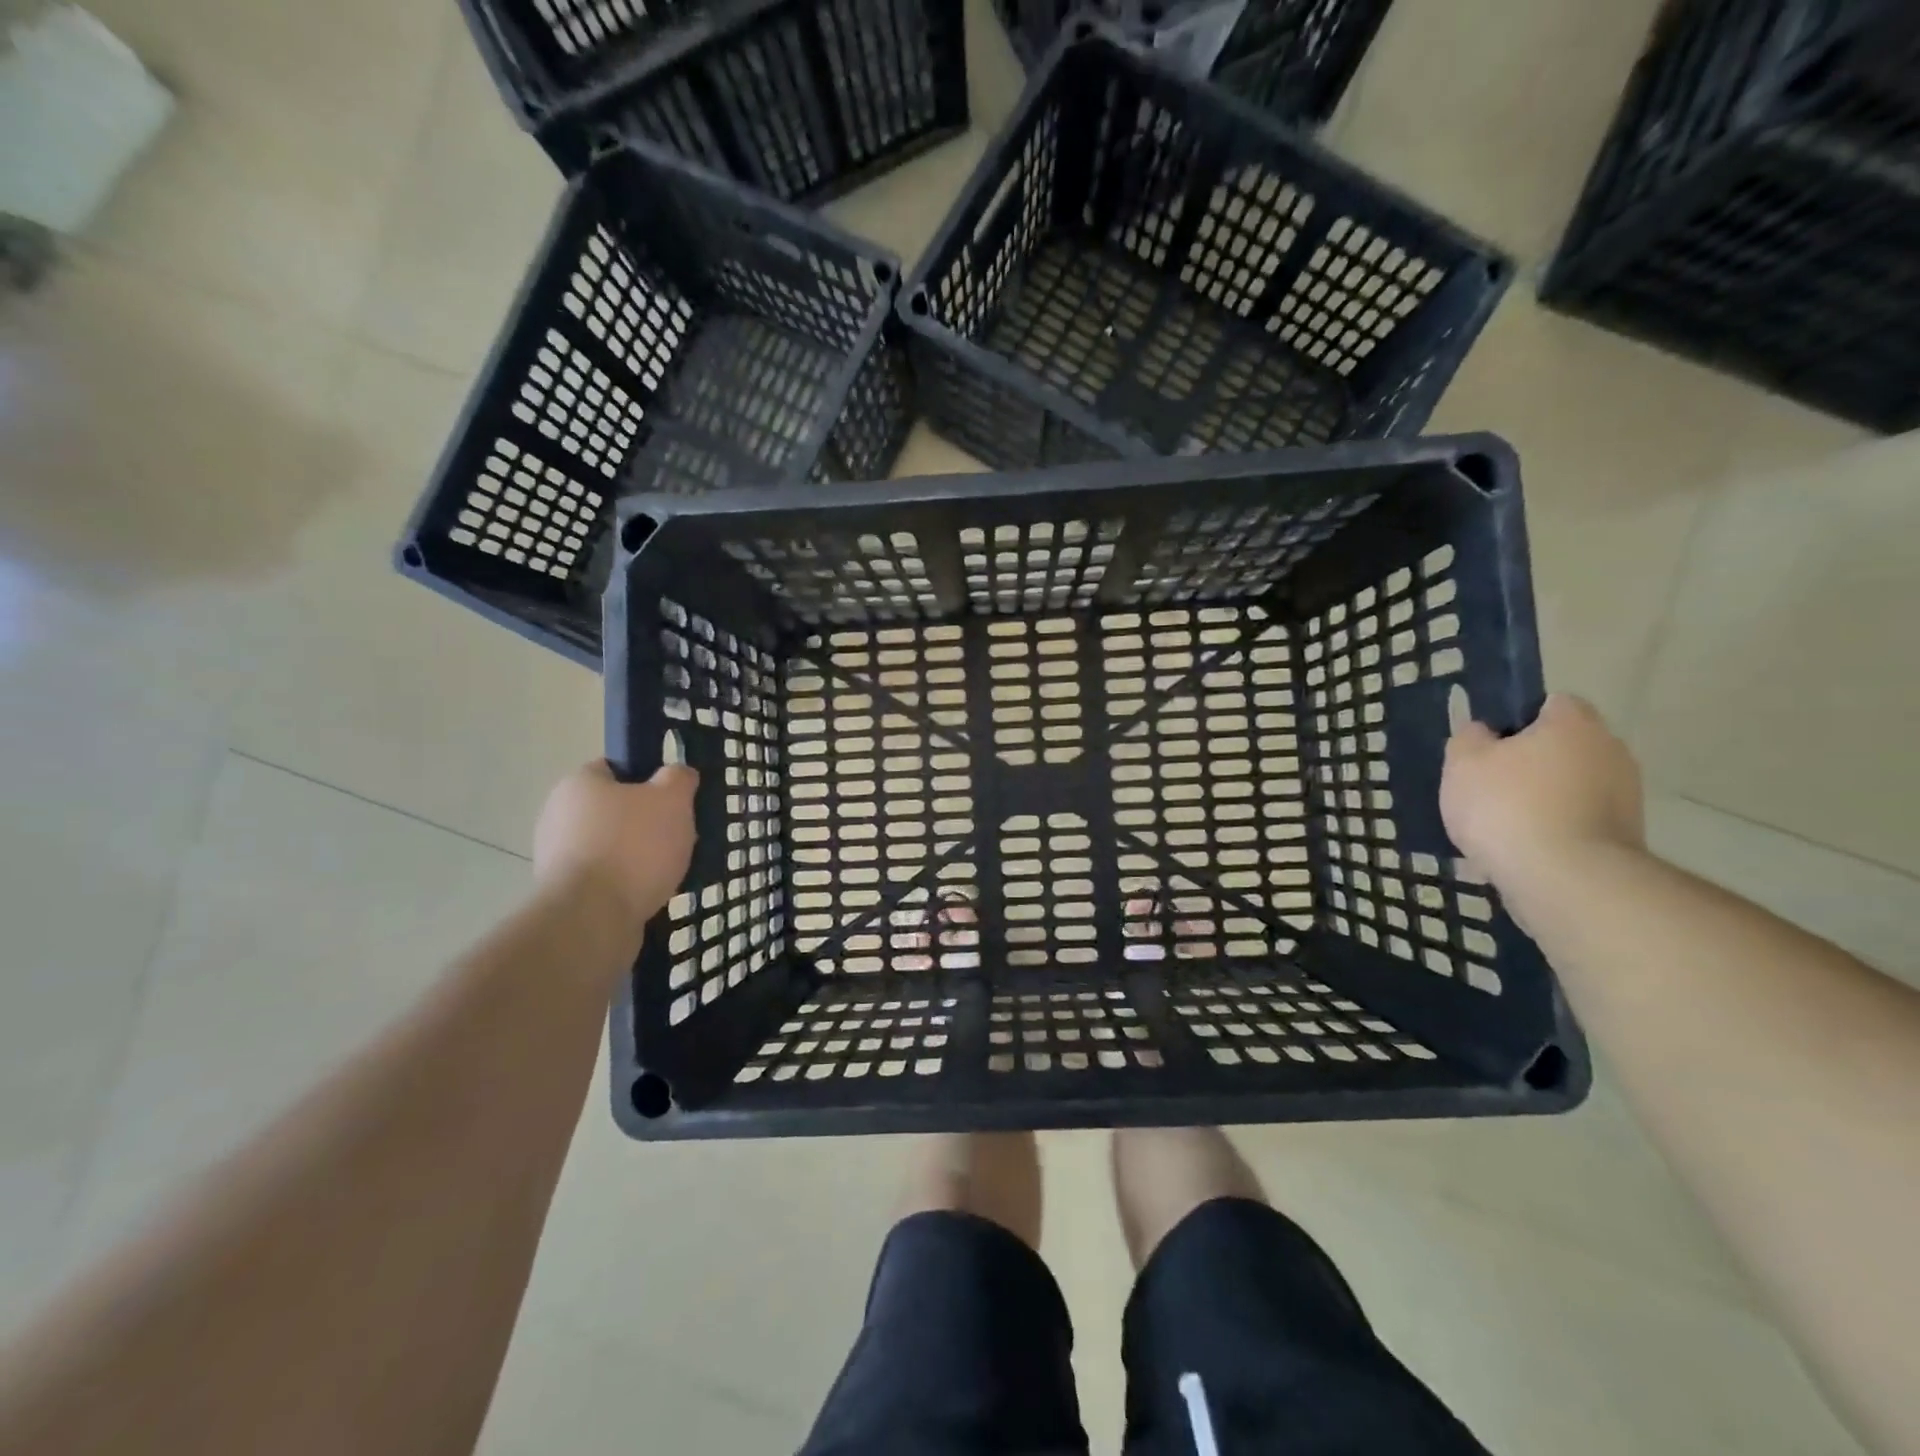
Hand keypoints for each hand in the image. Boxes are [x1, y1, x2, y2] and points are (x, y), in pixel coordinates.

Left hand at [534, 761, 697, 924]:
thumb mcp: (672, 799)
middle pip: (615, 810)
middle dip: (647, 823)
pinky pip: (604, 878)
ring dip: (638, 856)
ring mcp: (556, 857)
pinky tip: (648, 894)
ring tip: (668, 871)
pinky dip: (626, 883)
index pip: (616, 768)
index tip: (674, 799)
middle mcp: (559, 815)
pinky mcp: (563, 894)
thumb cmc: (633, 846)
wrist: (592, 918)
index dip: (649, 779)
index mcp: (579, 784)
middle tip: (678, 836)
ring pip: (611, 846)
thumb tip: (677, 773)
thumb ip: (678, 778)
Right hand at [1441, 695, 1644, 900]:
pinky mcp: (1627, 836)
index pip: (1551, 703)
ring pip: (1571, 786)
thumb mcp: (1463, 763)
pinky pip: (1578, 821)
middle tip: (1489, 786)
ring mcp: (1625, 795)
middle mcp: (1610, 750)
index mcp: (1573, 723)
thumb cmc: (1506, 806)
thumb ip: (1469, 738)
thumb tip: (1483, 732)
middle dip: (1531, 762)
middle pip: (1564, 746)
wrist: (1564, 879)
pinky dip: (1554, 830)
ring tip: (1501, 827)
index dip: (1517, 719)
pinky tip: (1522, 851)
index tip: (1489, 744)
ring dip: (1542, 799)